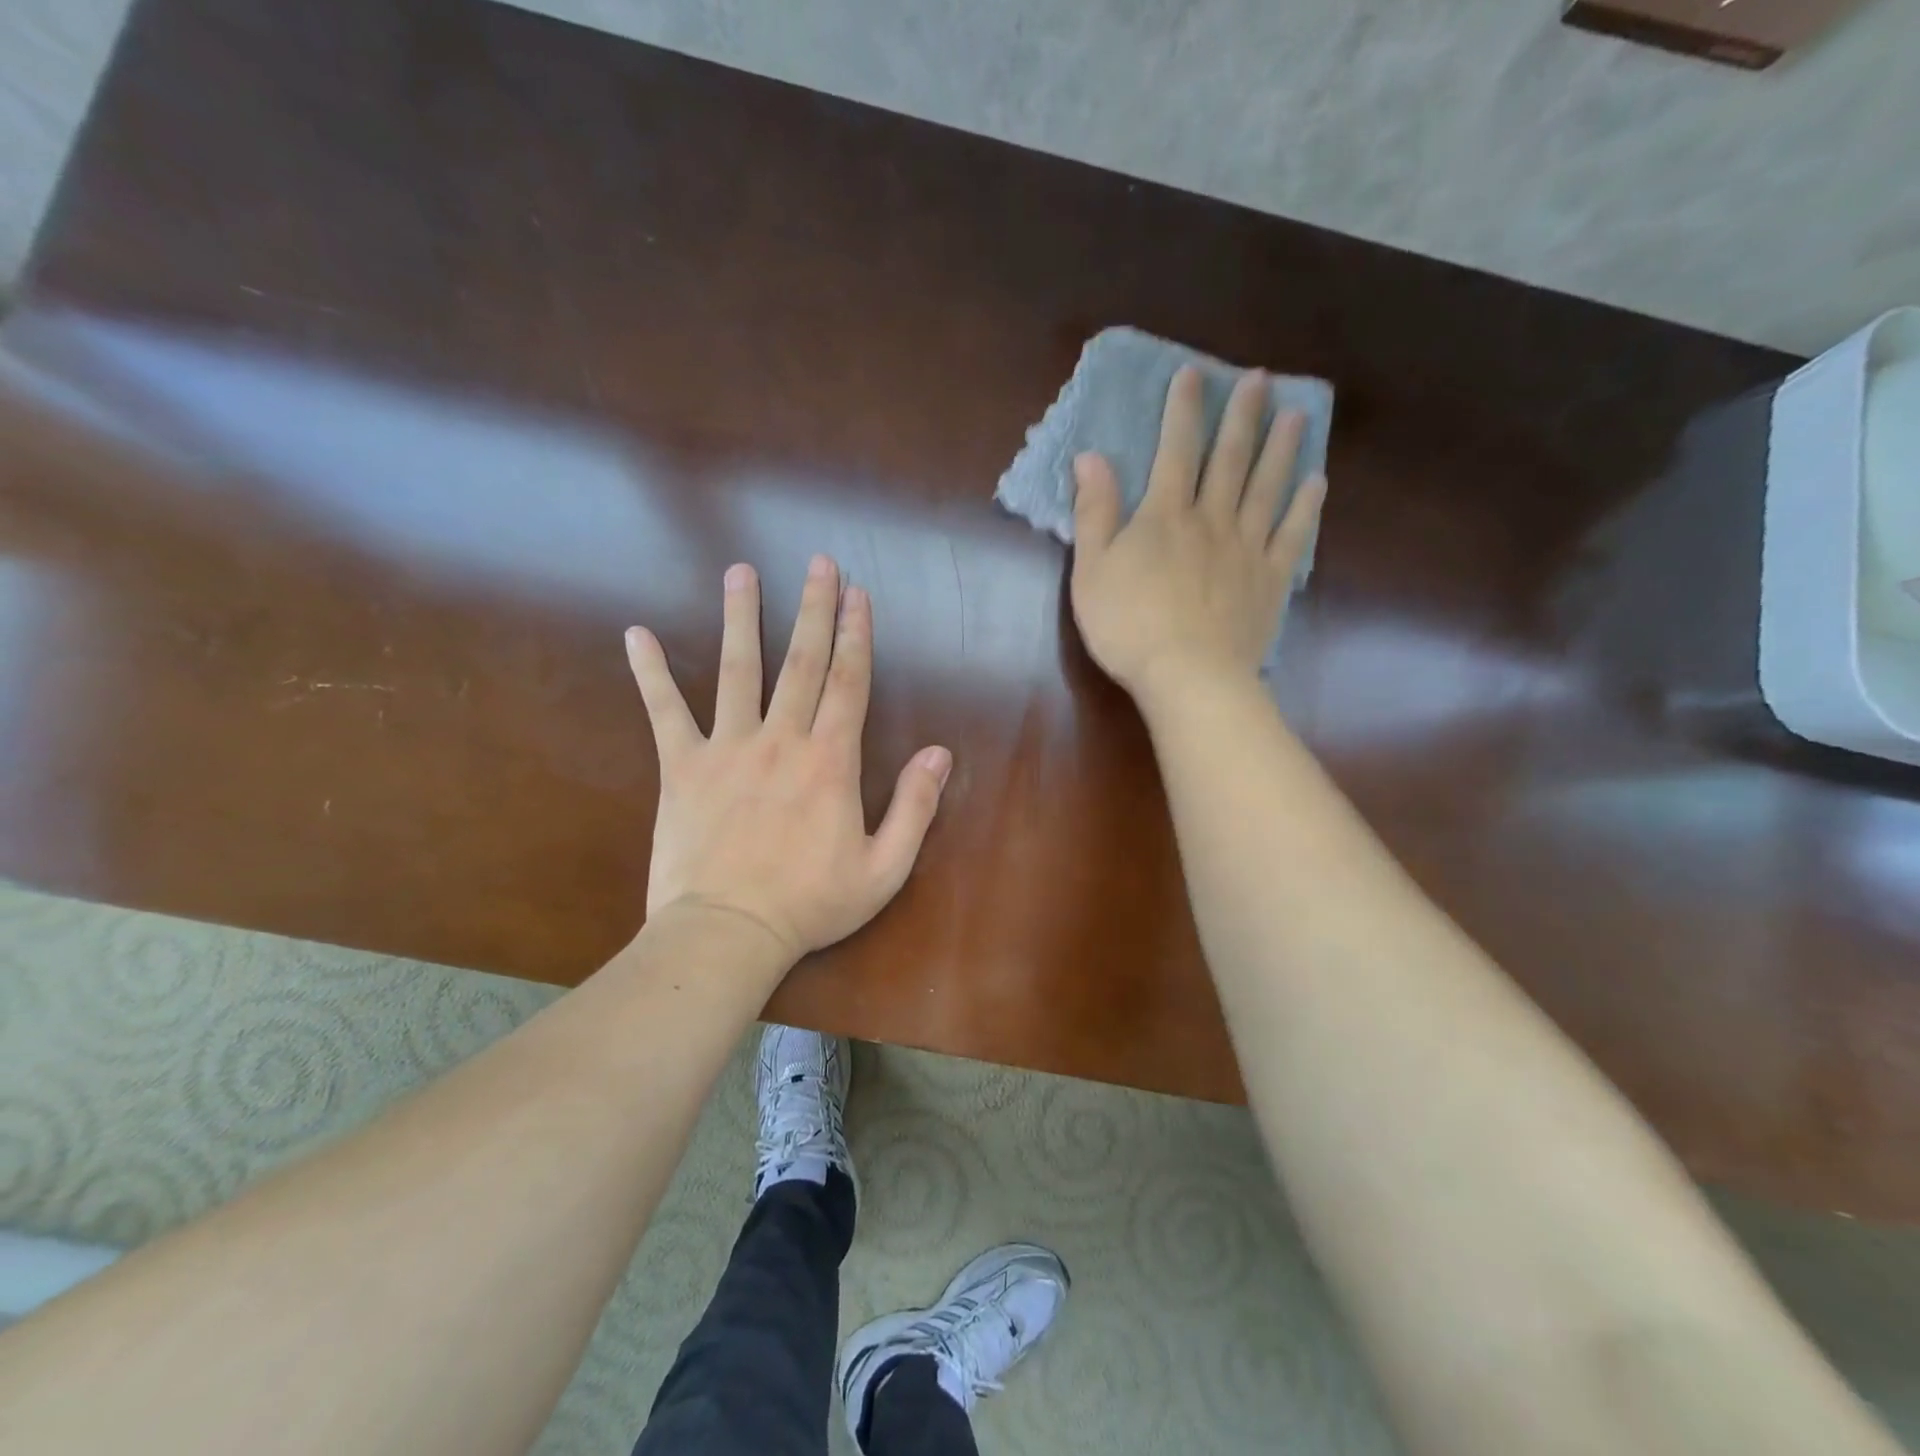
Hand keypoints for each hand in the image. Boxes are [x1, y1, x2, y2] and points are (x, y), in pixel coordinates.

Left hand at [625, 555, 952, 964]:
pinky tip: (636, 635)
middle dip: (814, 608)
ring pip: (738, 669)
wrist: (727, 933)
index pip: (849, 682)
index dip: (857, 635)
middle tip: (818, 563)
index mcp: (830, 761)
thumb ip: (915, 807)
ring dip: (743, 617)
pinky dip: (650, 673)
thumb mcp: (884, 868)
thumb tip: (940, 754)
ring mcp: (727, 748)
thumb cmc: (810, 904)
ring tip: (742, 572)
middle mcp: (781, 739)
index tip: (859, 595)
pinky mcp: (682, 767)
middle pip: (802, 661)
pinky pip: (664, 712)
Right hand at [1069, 365, 1324, 702]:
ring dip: (1282, 447)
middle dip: (1243, 415)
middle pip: (1230, 458)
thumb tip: (1091, 456)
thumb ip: (1094, 512)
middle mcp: (1211, 519)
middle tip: (1261, 378)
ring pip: (1268, 486)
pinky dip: (1305, 506)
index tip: (1194, 374)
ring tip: (1298, 414)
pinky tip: (1316, 482)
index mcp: (1165, 515)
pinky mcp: (1270, 579)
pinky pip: (1292, 534)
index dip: (1184, 410)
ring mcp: (1247, 548)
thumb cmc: (1128, 626)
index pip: (1175, 450)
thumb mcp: (1091, 570)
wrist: (1187, 675)